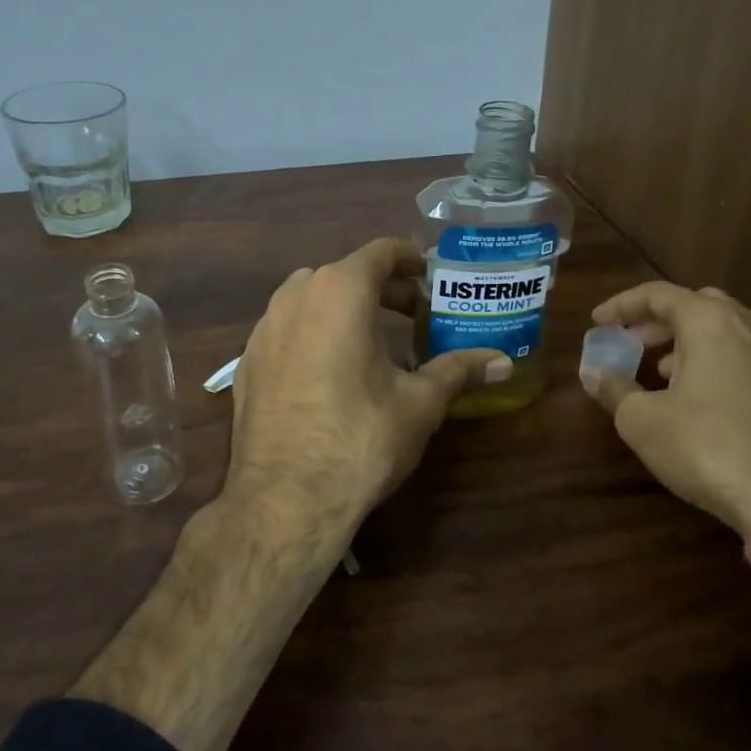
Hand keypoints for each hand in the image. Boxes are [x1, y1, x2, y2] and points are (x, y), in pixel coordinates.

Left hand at [227, 238, 510, 540]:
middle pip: (345, 273)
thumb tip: (504, 364)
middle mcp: (295, 296)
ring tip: (373, 343)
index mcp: (340, 291)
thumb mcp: (420, 403)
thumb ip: (460, 371)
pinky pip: (286, 330)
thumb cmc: (361, 438)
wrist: (284, 499)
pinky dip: (313, 334)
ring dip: (344, 309)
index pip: (380, 252)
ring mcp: (263, 328)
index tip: (430, 277)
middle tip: (413, 314)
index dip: (410, 259)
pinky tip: (330, 373)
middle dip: (382, 289)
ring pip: (310, 299)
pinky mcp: (246, 361)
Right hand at [585, 282, 750, 535]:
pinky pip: (750, 359)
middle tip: (634, 343)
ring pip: (729, 332)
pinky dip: (720, 364)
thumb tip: (595, 374)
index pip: (659, 294)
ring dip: (691, 343)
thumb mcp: (641, 421)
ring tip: (665, 373)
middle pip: (698, 305)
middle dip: (660, 321)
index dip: (622, 305)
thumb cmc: (706, 448)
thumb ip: (614, 388)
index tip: (597, 322)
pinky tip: (705, 401)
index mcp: (711, 322)